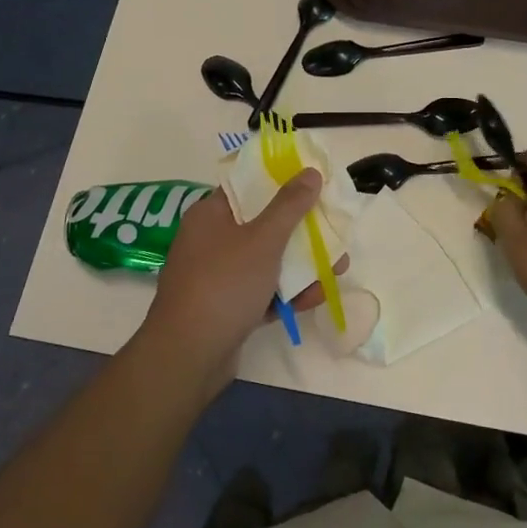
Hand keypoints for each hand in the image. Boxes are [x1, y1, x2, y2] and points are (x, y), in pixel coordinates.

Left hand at [138, 170, 338, 388]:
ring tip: (337, 269)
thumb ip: (289, 205)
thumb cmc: (224, 284)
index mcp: (210, 214)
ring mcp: (217, 276)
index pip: (248, 187)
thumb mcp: (262, 239)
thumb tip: (310, 172)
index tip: (314, 185)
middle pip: (263, 225)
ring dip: (300, 265)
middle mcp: (211, 241)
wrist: (188, 355)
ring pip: (266, 261)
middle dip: (301, 230)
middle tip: (333, 231)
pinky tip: (315, 298)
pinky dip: (286, 294)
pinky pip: (261, 292)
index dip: (282, 182)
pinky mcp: (226, 308)